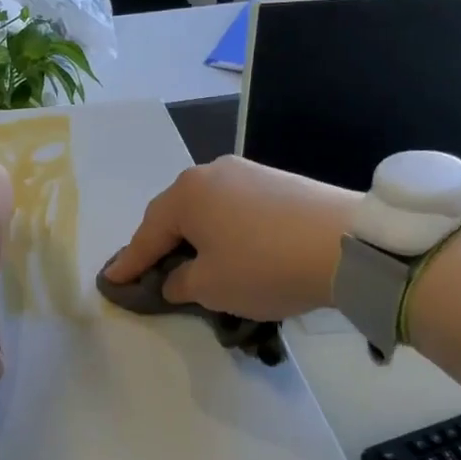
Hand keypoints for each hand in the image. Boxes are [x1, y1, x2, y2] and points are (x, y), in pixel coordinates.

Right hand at [101, 156, 360, 322]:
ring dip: (194, 235)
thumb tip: (174, 277)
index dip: (128, 263)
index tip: (110, 281)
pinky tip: (230, 247)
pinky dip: (224, 229)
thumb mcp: (211, 287)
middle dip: (159, 244)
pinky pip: (234, 206)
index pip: (146, 235)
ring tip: (191, 260)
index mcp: (185, 195)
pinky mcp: (277, 180)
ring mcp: (246, 172)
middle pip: (173, 214)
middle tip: (149, 270)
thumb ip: (179, 282)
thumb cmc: (265, 266)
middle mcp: (210, 173)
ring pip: (206, 208)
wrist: (349, 244)